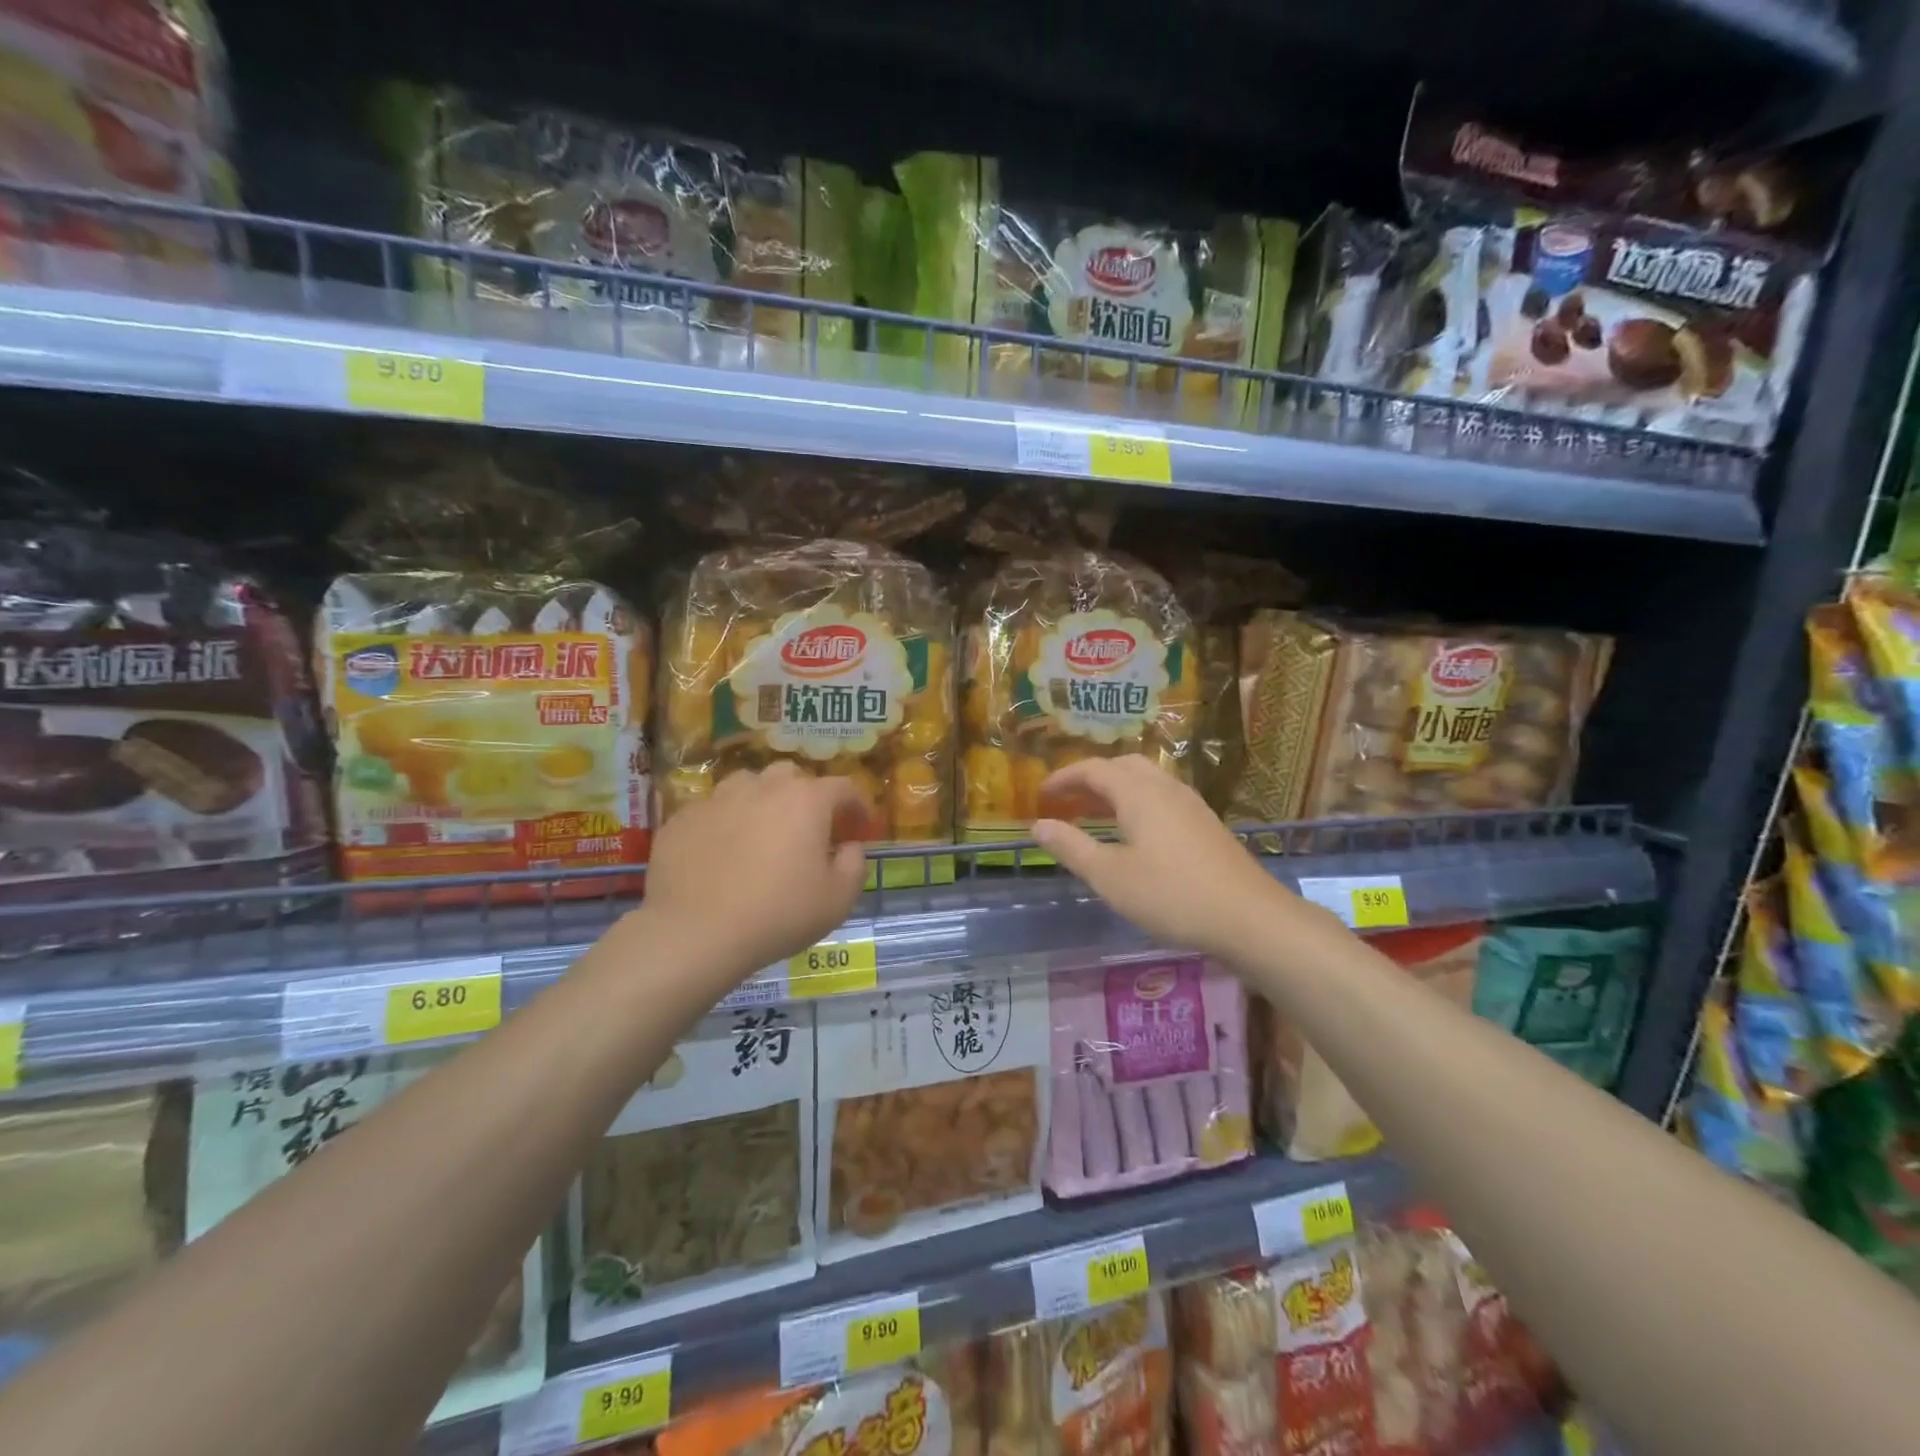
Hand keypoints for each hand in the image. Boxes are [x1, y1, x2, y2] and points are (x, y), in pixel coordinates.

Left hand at [642, 763, 869, 990]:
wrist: (695, 933)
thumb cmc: (778, 914)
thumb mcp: (838, 900)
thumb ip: (854, 865)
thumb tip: (849, 847)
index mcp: (806, 801)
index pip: (842, 787)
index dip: (857, 804)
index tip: (860, 826)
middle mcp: (762, 787)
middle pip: (791, 776)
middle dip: (806, 795)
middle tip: (808, 828)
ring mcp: (717, 799)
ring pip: (748, 785)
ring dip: (762, 801)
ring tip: (761, 832)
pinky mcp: (682, 818)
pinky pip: (712, 811)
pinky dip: (724, 824)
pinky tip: (721, 854)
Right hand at [1032, 756, 1293, 959]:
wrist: (1249, 918)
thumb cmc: (1171, 895)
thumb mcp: (1110, 876)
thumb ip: (1072, 848)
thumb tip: (1038, 825)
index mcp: (1139, 793)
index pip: (1094, 769)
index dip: (1064, 778)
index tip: (1041, 795)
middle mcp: (1166, 788)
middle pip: (1123, 767)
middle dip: (1090, 779)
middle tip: (1067, 801)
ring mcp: (1191, 805)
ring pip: (1146, 782)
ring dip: (1115, 791)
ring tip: (1094, 816)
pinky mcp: (1206, 825)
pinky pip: (1162, 799)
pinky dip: (1137, 804)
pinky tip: (1135, 835)